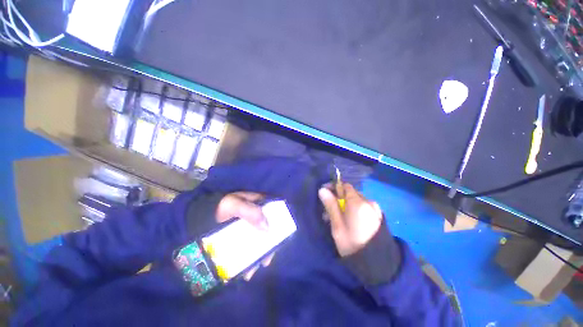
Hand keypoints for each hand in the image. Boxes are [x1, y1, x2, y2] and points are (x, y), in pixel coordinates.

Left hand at [215, 192, 274, 279]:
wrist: (202, 214)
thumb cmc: (221, 207)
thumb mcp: (235, 205)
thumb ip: (251, 212)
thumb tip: (268, 227)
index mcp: (258, 205)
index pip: (274, 213)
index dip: (279, 224)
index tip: (281, 237)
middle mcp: (256, 217)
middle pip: (268, 231)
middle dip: (268, 246)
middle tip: (265, 261)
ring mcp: (248, 228)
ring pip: (258, 242)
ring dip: (257, 256)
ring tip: (251, 271)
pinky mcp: (240, 237)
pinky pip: (247, 248)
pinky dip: (247, 259)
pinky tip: (244, 270)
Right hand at [318, 184, 382, 256]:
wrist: (378, 264)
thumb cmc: (353, 244)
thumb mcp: (337, 226)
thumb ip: (330, 205)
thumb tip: (322, 190)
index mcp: (358, 203)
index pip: (344, 186)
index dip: (333, 187)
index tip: (324, 193)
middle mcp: (368, 202)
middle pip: (350, 193)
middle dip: (338, 198)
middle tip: (328, 211)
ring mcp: (375, 209)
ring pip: (356, 201)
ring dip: (345, 205)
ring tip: (336, 218)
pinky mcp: (378, 216)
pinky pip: (363, 207)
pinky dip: (353, 210)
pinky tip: (348, 221)